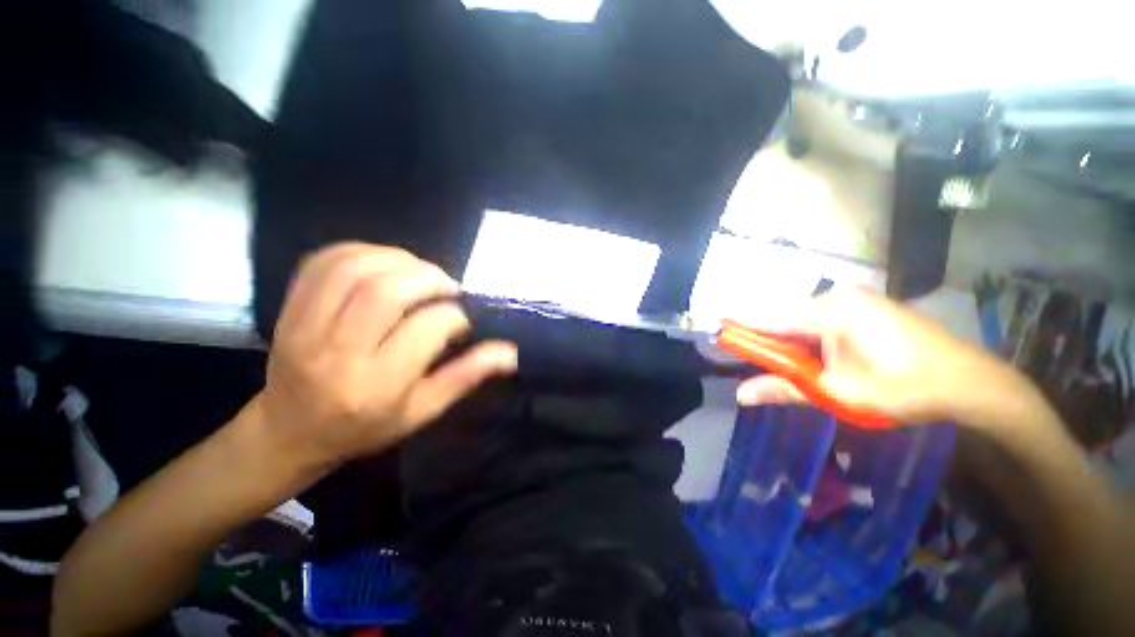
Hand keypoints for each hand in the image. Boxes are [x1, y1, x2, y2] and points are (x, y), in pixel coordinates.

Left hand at [252, 243, 517, 473]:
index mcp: (376, 385)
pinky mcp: (288, 310)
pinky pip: (323, 262)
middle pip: (386, 291)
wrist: (290, 431)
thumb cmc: (365, 427)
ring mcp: (304, 327)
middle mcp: (337, 353)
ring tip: (420, 273)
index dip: (454, 316)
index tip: (462, 321)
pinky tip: (384, 263)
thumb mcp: (423, 411)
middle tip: (447, 287)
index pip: (426, 329)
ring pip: (354, 268)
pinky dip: (361, 251)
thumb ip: (466, 376)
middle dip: (429, 278)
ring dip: (398, 259)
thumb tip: (509, 352)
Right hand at [736, 288, 1026, 426]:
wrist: (969, 383)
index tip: (711, 328)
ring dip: (788, 343)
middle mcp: (835, 297)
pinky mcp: (861, 306)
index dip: (737, 326)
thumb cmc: (904, 389)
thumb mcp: (839, 394)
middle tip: (756, 366)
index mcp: (828, 312)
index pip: (765, 317)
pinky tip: (817, 358)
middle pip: (781, 318)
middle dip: (766, 342)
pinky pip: (819, 320)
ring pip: (800, 320)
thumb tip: (741, 394)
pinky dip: (807, 339)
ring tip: (794, 368)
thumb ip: (785, 389)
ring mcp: (851, 299)